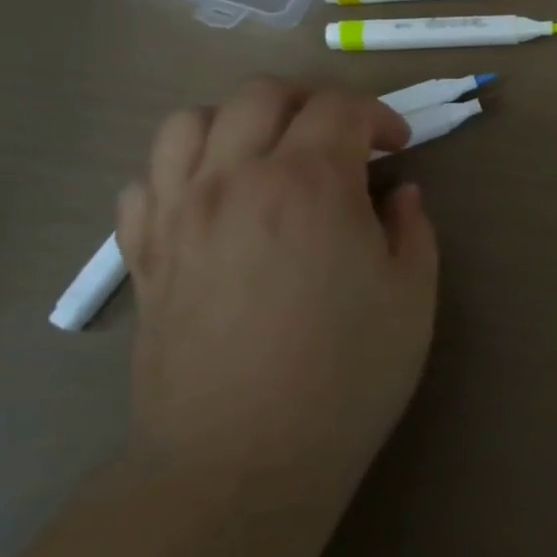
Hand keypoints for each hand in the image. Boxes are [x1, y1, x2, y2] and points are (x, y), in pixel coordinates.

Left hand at [117, 78, 438, 523]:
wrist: (242, 461)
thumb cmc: (346, 374)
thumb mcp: (412, 295)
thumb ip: (412, 227)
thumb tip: (397, 193)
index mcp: (309, 183)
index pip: (340, 107)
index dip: (378, 116)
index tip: (398, 148)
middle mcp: (235, 180)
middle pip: (262, 95)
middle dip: (312, 102)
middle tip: (341, 140)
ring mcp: (179, 215)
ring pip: (190, 122)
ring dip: (239, 122)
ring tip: (270, 156)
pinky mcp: (144, 256)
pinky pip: (147, 179)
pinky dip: (184, 169)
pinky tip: (215, 200)